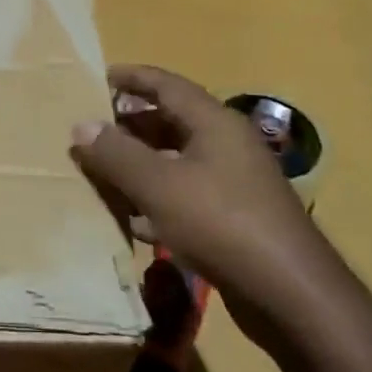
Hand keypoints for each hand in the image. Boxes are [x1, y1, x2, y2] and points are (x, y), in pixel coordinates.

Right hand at [68, 64, 344, 341]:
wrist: (290, 294)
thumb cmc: (221, 223)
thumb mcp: (159, 185)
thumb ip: (116, 154)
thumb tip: (81, 125)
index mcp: (214, 123)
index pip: (167, 85)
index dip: (133, 78)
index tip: (100, 77)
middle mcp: (227, 145)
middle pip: (171, 121)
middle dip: (129, 124)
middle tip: (91, 129)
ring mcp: (234, 182)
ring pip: (176, 160)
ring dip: (139, 164)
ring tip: (101, 170)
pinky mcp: (234, 218)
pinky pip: (186, 194)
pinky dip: (156, 198)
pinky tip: (132, 219)